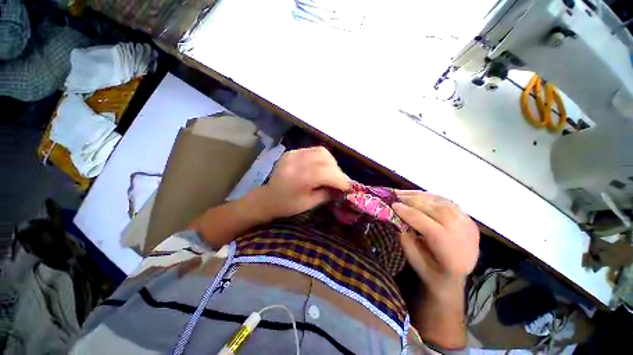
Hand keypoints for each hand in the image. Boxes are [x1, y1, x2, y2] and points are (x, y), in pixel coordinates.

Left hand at [249, 147, 350, 221]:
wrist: (267, 197)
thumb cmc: (287, 205)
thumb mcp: (309, 204)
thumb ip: (327, 194)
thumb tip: (342, 189)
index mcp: (300, 178)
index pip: (328, 173)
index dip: (341, 180)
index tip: (348, 187)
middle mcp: (297, 162)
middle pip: (326, 160)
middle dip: (337, 171)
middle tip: (340, 182)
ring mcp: (293, 154)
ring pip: (322, 152)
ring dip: (331, 163)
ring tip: (331, 173)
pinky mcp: (292, 152)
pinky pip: (313, 150)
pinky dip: (322, 158)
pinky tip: (320, 167)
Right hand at [392, 190, 478, 293]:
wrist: (455, 277)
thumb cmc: (430, 271)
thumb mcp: (413, 258)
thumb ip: (404, 235)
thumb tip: (395, 214)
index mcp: (451, 253)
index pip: (428, 226)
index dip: (408, 213)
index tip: (392, 205)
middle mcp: (464, 236)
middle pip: (436, 210)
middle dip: (412, 201)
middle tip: (395, 195)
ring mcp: (469, 225)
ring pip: (441, 202)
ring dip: (419, 196)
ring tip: (402, 194)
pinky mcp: (467, 218)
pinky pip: (446, 202)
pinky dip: (429, 197)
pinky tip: (416, 195)